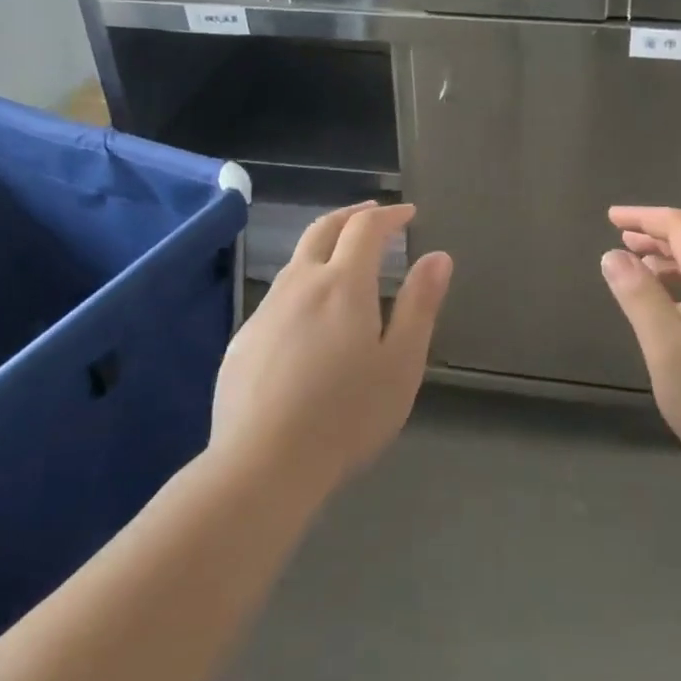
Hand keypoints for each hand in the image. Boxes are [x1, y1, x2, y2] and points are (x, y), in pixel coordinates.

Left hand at [211, 202, 451, 496]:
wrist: (262, 465)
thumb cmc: (346, 415)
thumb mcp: (400, 363)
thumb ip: (419, 305)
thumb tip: (438, 256)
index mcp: (343, 284)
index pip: (366, 228)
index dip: (389, 216)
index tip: (408, 214)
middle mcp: (300, 284)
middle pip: (323, 230)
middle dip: (352, 216)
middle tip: (374, 215)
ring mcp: (266, 311)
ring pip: (296, 261)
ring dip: (324, 248)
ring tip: (345, 261)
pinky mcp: (243, 340)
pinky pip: (278, 297)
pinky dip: (303, 285)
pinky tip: (310, 318)